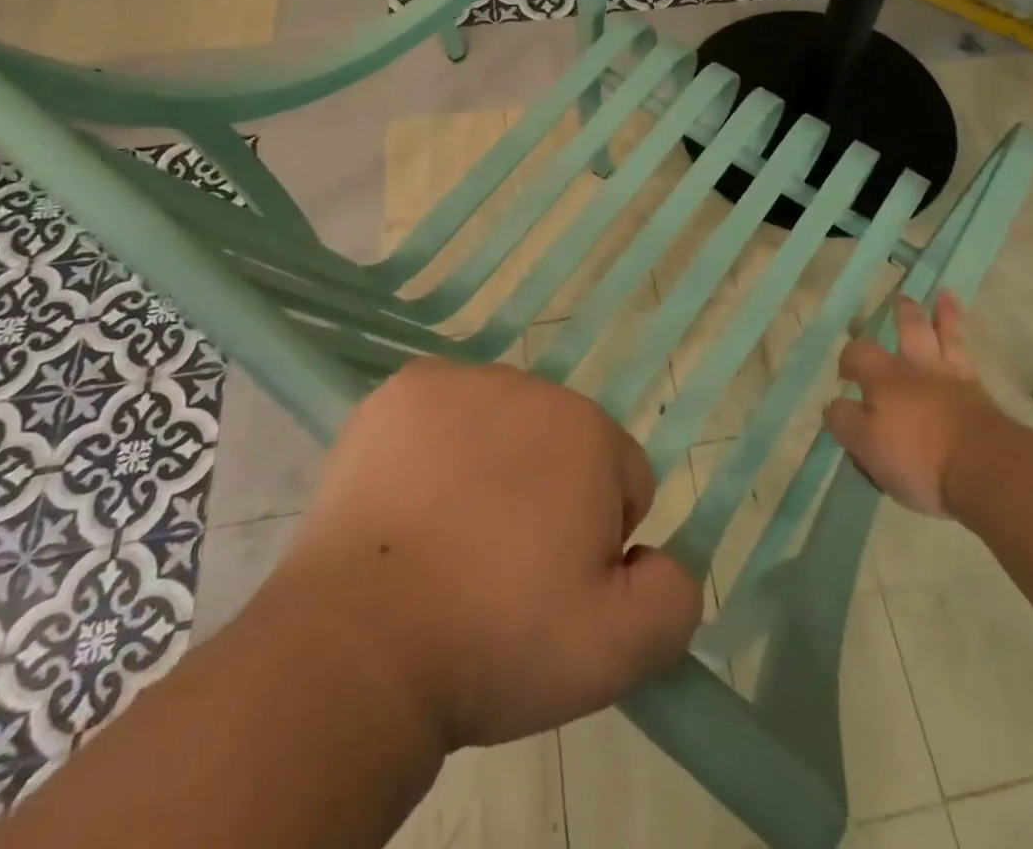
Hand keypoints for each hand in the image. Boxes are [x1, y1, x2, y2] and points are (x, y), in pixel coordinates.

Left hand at [269, 360, 703, 749]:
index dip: (599, 539)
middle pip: (561, 444)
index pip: (623, 477)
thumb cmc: (494, 641)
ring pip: (502, 424)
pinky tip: (413, 502)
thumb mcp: (616, 651)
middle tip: (500, 567)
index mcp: (589, 432)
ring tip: (451, 539)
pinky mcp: (401, 391)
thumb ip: (675, 597)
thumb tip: (655, 558)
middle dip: (548, 495)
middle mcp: (530, 386)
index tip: (554, 585)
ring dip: (493, 467)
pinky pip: (444, 413)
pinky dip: (438, 446)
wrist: (357, 645)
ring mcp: (458, 381)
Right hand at [824, 291, 1016, 518]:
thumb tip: (835, 405)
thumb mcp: (866, 446)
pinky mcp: (980, 394)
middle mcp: (916, 369)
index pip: (858, 355)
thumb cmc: (918, 458)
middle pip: (908, 330)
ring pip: (945, 335)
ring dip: (944, 314)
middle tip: (899, 300)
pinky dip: (964, 336)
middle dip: (902, 315)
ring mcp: (952, 378)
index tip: (847, 374)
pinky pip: (968, 355)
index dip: (849, 359)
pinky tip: (963, 335)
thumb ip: (845, 421)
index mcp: (884, 378)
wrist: (985, 467)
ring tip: (944, 296)